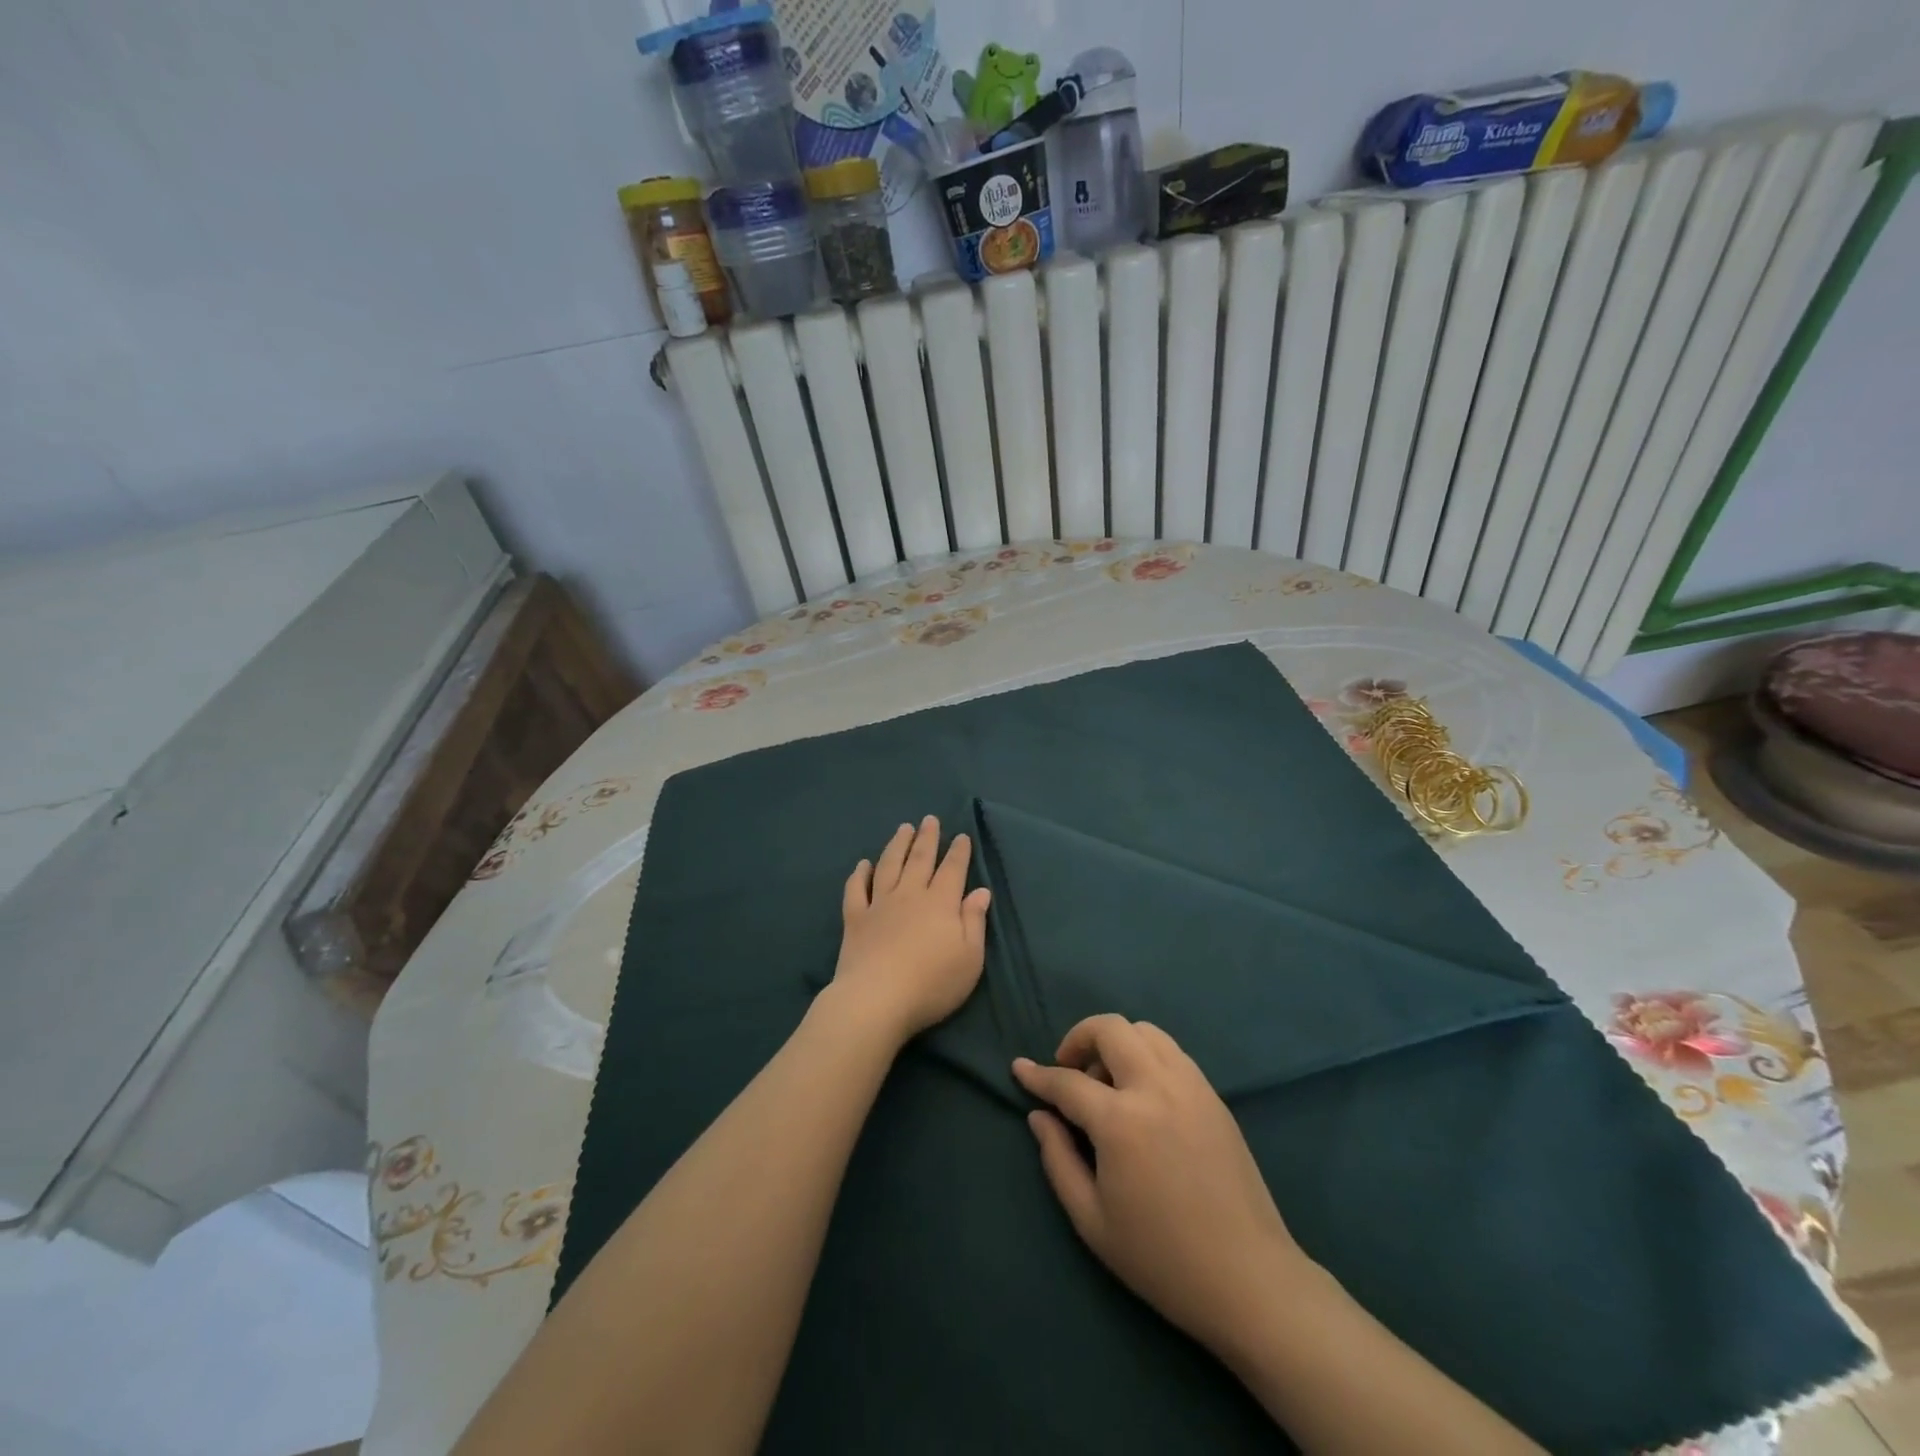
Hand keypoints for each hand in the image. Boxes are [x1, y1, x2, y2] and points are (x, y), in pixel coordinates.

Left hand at [827, 816, 990, 1045]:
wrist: (876, 999)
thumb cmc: (931, 983)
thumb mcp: (969, 958)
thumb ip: (974, 921)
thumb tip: (980, 891)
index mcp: (940, 902)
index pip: (952, 870)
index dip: (958, 852)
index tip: (961, 836)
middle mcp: (910, 895)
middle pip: (920, 859)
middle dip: (928, 838)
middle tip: (930, 820)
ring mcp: (879, 904)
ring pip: (889, 865)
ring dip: (897, 845)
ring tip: (903, 829)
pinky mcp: (855, 919)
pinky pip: (856, 889)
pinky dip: (860, 874)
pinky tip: (863, 864)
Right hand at [1013, 1015, 1311, 1358]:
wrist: (1249, 1279)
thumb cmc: (1162, 1259)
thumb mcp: (1092, 1221)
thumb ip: (1058, 1160)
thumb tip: (1039, 1116)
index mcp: (1121, 1122)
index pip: (1068, 1082)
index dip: (1038, 1075)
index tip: (1020, 1068)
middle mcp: (1156, 1088)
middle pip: (1110, 1029)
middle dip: (1079, 1038)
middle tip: (1069, 1070)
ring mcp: (1190, 1086)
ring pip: (1145, 1031)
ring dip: (1116, 1043)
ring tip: (1108, 1084)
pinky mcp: (1213, 1096)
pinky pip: (1171, 1052)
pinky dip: (1146, 1056)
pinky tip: (1143, 1095)